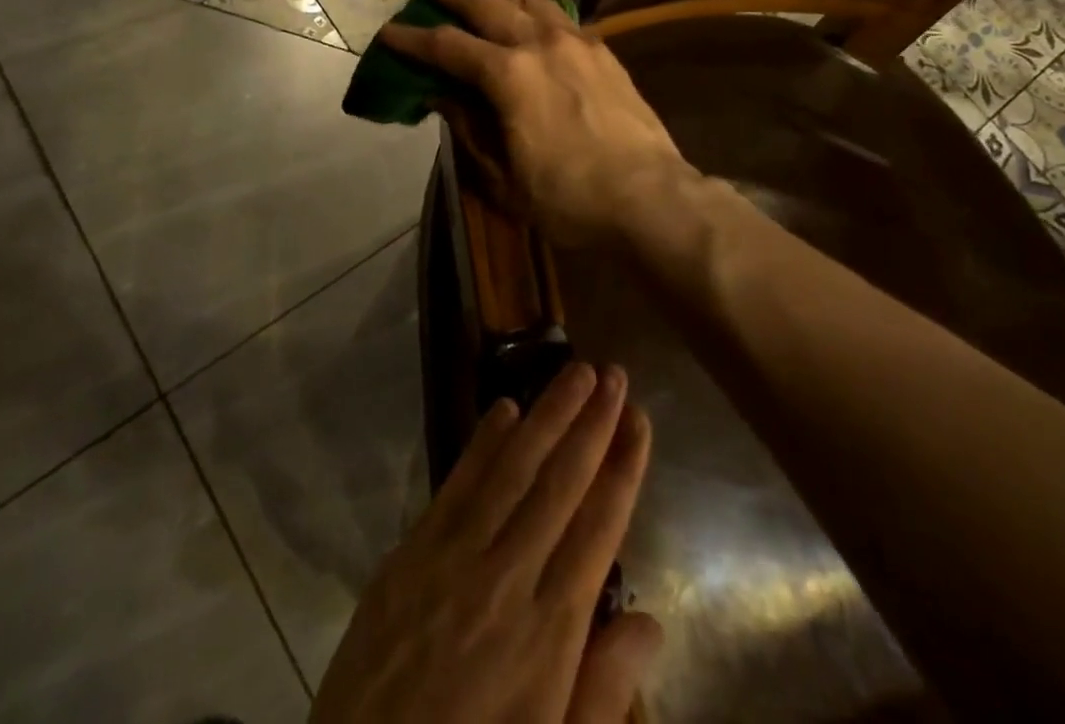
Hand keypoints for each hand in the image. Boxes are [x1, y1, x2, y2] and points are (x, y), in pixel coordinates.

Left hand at [312, 363, 658, 723]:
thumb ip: (603, 692)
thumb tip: (651, 621)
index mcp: (550, 632)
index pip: (599, 527)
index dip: (622, 467)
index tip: (639, 418)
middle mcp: (507, 577)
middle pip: (559, 482)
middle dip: (590, 423)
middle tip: (612, 373)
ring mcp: (454, 557)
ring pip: (512, 468)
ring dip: (546, 414)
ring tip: (573, 372)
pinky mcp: (412, 551)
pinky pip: (456, 483)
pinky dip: (484, 441)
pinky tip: (504, 408)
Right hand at [379, 0, 696, 249]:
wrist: (650, 197)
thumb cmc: (568, 198)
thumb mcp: (503, 177)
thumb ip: (469, 129)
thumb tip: (441, 96)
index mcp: (508, 76)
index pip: (448, 48)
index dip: (414, 40)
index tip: (388, 31)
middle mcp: (538, 45)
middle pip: (487, 6)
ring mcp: (574, 42)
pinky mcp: (601, 51)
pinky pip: (561, 11)